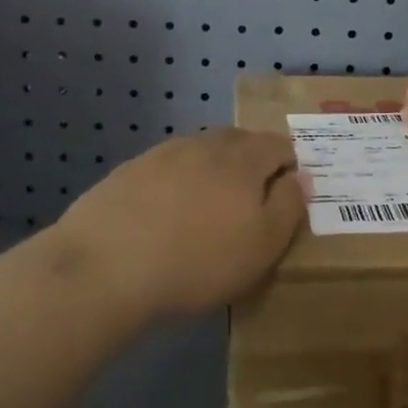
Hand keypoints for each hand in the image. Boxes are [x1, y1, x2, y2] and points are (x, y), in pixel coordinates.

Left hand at [56, 129, 307, 318]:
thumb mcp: (262, 246)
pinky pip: (166, 167)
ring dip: (212, 169)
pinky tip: (165, 212)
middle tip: (251, 198)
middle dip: (252, 162)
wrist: (105, 266)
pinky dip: (176, 181)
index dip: (289, 164)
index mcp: (243, 159)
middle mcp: (206, 144)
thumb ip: (289, 207)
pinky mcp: (129, 171)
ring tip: (208, 205)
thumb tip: (302, 177)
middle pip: (239, 141)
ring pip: (201, 151)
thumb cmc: (198, 261)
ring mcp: (163, 154)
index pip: (278, 145)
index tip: (287, 192)